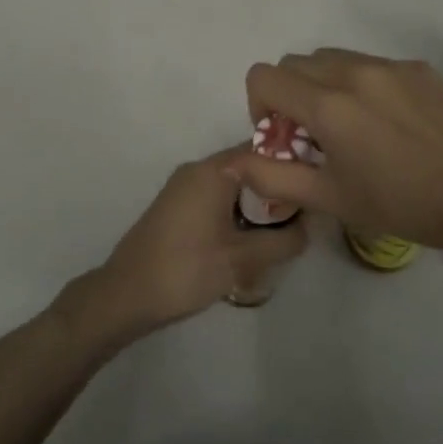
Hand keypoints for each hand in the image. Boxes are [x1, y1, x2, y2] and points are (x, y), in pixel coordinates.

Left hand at [62, 149, 307, 346]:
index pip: (263, 149)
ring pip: (233, 183)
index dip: (292, 163)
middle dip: (276, 187)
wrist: (125, 294)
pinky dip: (237, 210)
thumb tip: (310, 226)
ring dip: (257, 202)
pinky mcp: (177, 206)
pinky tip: (250, 238)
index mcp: (213, 170)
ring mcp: (184, 186)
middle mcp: (198, 169)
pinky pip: (217, 196)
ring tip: (282, 229)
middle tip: (304, 213)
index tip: (316, 182)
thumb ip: (282, 241)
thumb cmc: (185, 270)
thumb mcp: (242, 259)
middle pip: (249, 165)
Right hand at [238, 49, 442, 251]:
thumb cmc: (398, 203)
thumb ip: (272, 177)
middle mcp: (353, 71)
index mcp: (327, 104)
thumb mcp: (329, 198)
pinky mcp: (418, 68)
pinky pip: (372, 64)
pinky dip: (363, 84)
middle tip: (313, 135)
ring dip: (324, 85)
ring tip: (351, 126)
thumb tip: (230, 163)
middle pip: (296, 63)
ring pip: (333, 58)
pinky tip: (389, 122)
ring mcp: (389, 65)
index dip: (260, 106)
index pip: (264, 77)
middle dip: (291, 94)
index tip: (283, 137)